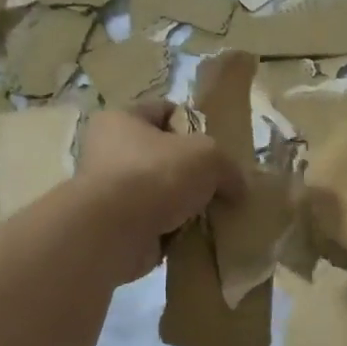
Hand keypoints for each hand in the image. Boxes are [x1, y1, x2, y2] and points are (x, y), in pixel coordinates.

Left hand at [77, 103, 244, 280]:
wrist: (112, 233)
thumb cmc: (155, 175)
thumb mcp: (208, 156)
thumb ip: (228, 166)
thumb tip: (237, 188)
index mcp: (122, 119)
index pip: (164, 110)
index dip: (194, 123)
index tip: (218, 145)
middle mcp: (109, 151)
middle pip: (164, 155)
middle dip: (194, 171)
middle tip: (221, 184)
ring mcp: (110, 192)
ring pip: (162, 192)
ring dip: (186, 204)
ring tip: (214, 213)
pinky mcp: (115, 226)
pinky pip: (156, 223)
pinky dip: (175, 230)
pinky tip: (197, 235)